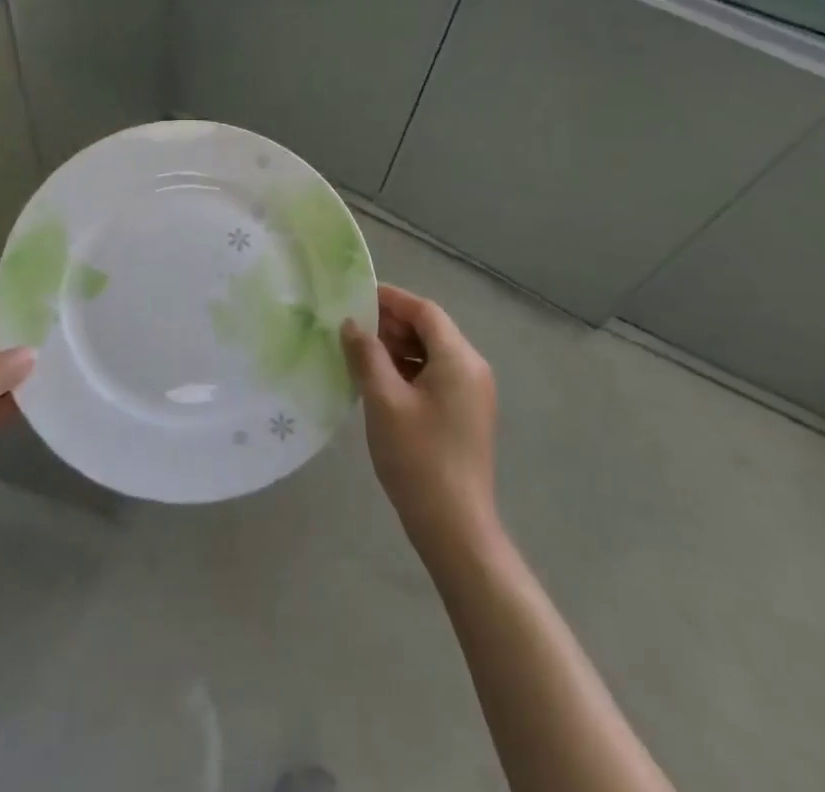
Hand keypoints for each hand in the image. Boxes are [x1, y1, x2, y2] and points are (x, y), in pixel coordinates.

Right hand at [341, 283, 498, 563]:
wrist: (455, 528)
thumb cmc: (418, 457)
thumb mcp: (383, 400)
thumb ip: (367, 355)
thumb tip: (351, 324)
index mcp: (459, 359)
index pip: (425, 311)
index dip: (391, 299)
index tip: (356, 296)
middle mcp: (473, 368)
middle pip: (431, 329)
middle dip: (392, 324)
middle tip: (352, 328)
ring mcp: (472, 393)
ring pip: (432, 353)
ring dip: (398, 347)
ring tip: (361, 355)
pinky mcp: (466, 414)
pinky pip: (436, 375)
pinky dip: (409, 369)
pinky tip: (380, 382)